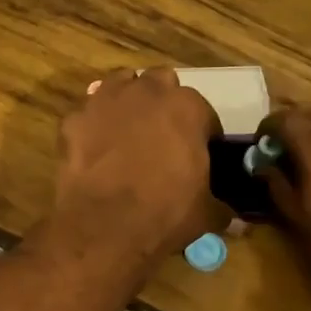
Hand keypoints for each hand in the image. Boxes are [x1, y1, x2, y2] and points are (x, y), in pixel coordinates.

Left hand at [49, 69, 225, 271]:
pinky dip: (93, 125)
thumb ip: (222, 209)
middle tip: (161, 137)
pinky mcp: (74, 118)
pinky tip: (95, 148)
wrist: (104, 226)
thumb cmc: (165, 213)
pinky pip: (88, 113)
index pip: (203, 114)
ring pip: (121, 86)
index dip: (202, 134)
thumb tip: (236, 221)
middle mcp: (148, 92)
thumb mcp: (205, 214)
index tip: (198, 154)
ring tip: (127, 132)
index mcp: (188, 108)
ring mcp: (106, 100)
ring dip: (128, 102)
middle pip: (161, 85)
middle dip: (163, 105)